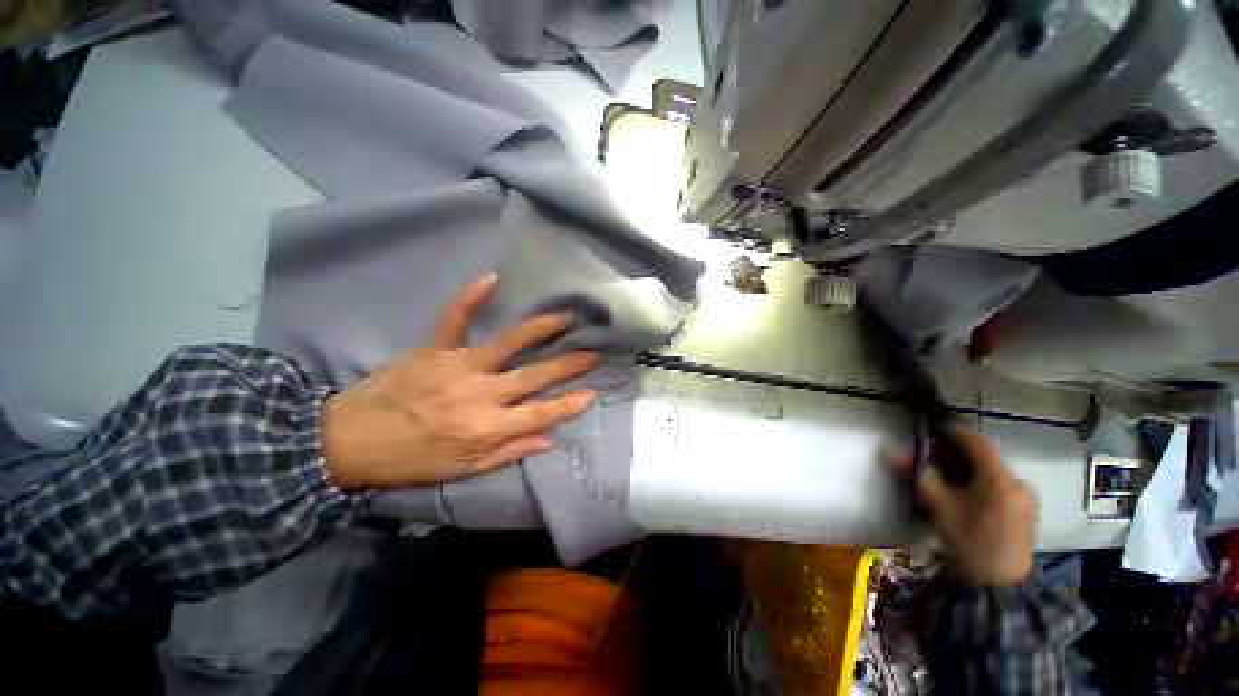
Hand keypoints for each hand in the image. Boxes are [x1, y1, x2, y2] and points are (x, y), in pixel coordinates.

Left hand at [320, 273, 599, 489]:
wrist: (349, 441)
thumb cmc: (411, 460)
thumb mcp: (463, 469)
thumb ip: (508, 453)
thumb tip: (548, 439)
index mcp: (485, 427)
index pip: (540, 414)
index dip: (568, 404)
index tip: (592, 392)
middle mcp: (479, 393)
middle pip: (533, 376)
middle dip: (567, 365)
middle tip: (592, 352)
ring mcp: (457, 366)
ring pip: (507, 343)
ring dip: (539, 329)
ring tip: (564, 317)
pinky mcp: (434, 349)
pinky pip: (455, 319)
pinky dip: (471, 298)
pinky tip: (491, 278)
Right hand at [895, 426, 1038, 584]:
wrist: (997, 584)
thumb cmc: (967, 541)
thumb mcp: (939, 506)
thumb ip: (920, 475)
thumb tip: (892, 452)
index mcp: (1000, 480)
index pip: (976, 442)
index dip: (952, 431)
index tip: (931, 426)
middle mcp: (1018, 482)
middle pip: (983, 456)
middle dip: (955, 451)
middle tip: (930, 453)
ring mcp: (1025, 495)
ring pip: (990, 469)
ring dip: (966, 465)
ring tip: (943, 472)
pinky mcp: (1025, 507)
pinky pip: (999, 482)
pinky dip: (978, 478)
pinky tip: (963, 488)